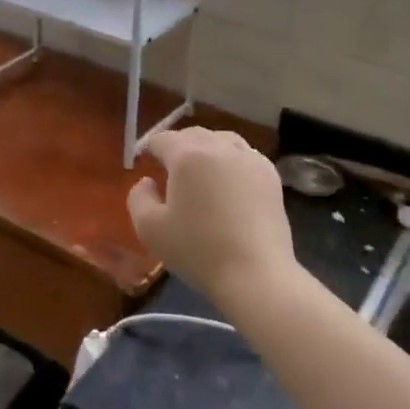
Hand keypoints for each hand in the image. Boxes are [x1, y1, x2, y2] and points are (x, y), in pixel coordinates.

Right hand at [127, 129, 294, 303]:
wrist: (255, 274)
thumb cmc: (198, 250)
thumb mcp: (149, 229)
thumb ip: (138, 197)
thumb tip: (148, 182)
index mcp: (187, 156)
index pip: (162, 139)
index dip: (150, 149)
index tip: (147, 165)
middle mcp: (219, 147)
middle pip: (193, 134)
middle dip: (178, 146)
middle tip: (171, 170)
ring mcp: (249, 158)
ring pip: (222, 140)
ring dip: (207, 150)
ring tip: (202, 173)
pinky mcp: (270, 175)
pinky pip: (245, 155)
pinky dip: (232, 161)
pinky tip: (230, 184)